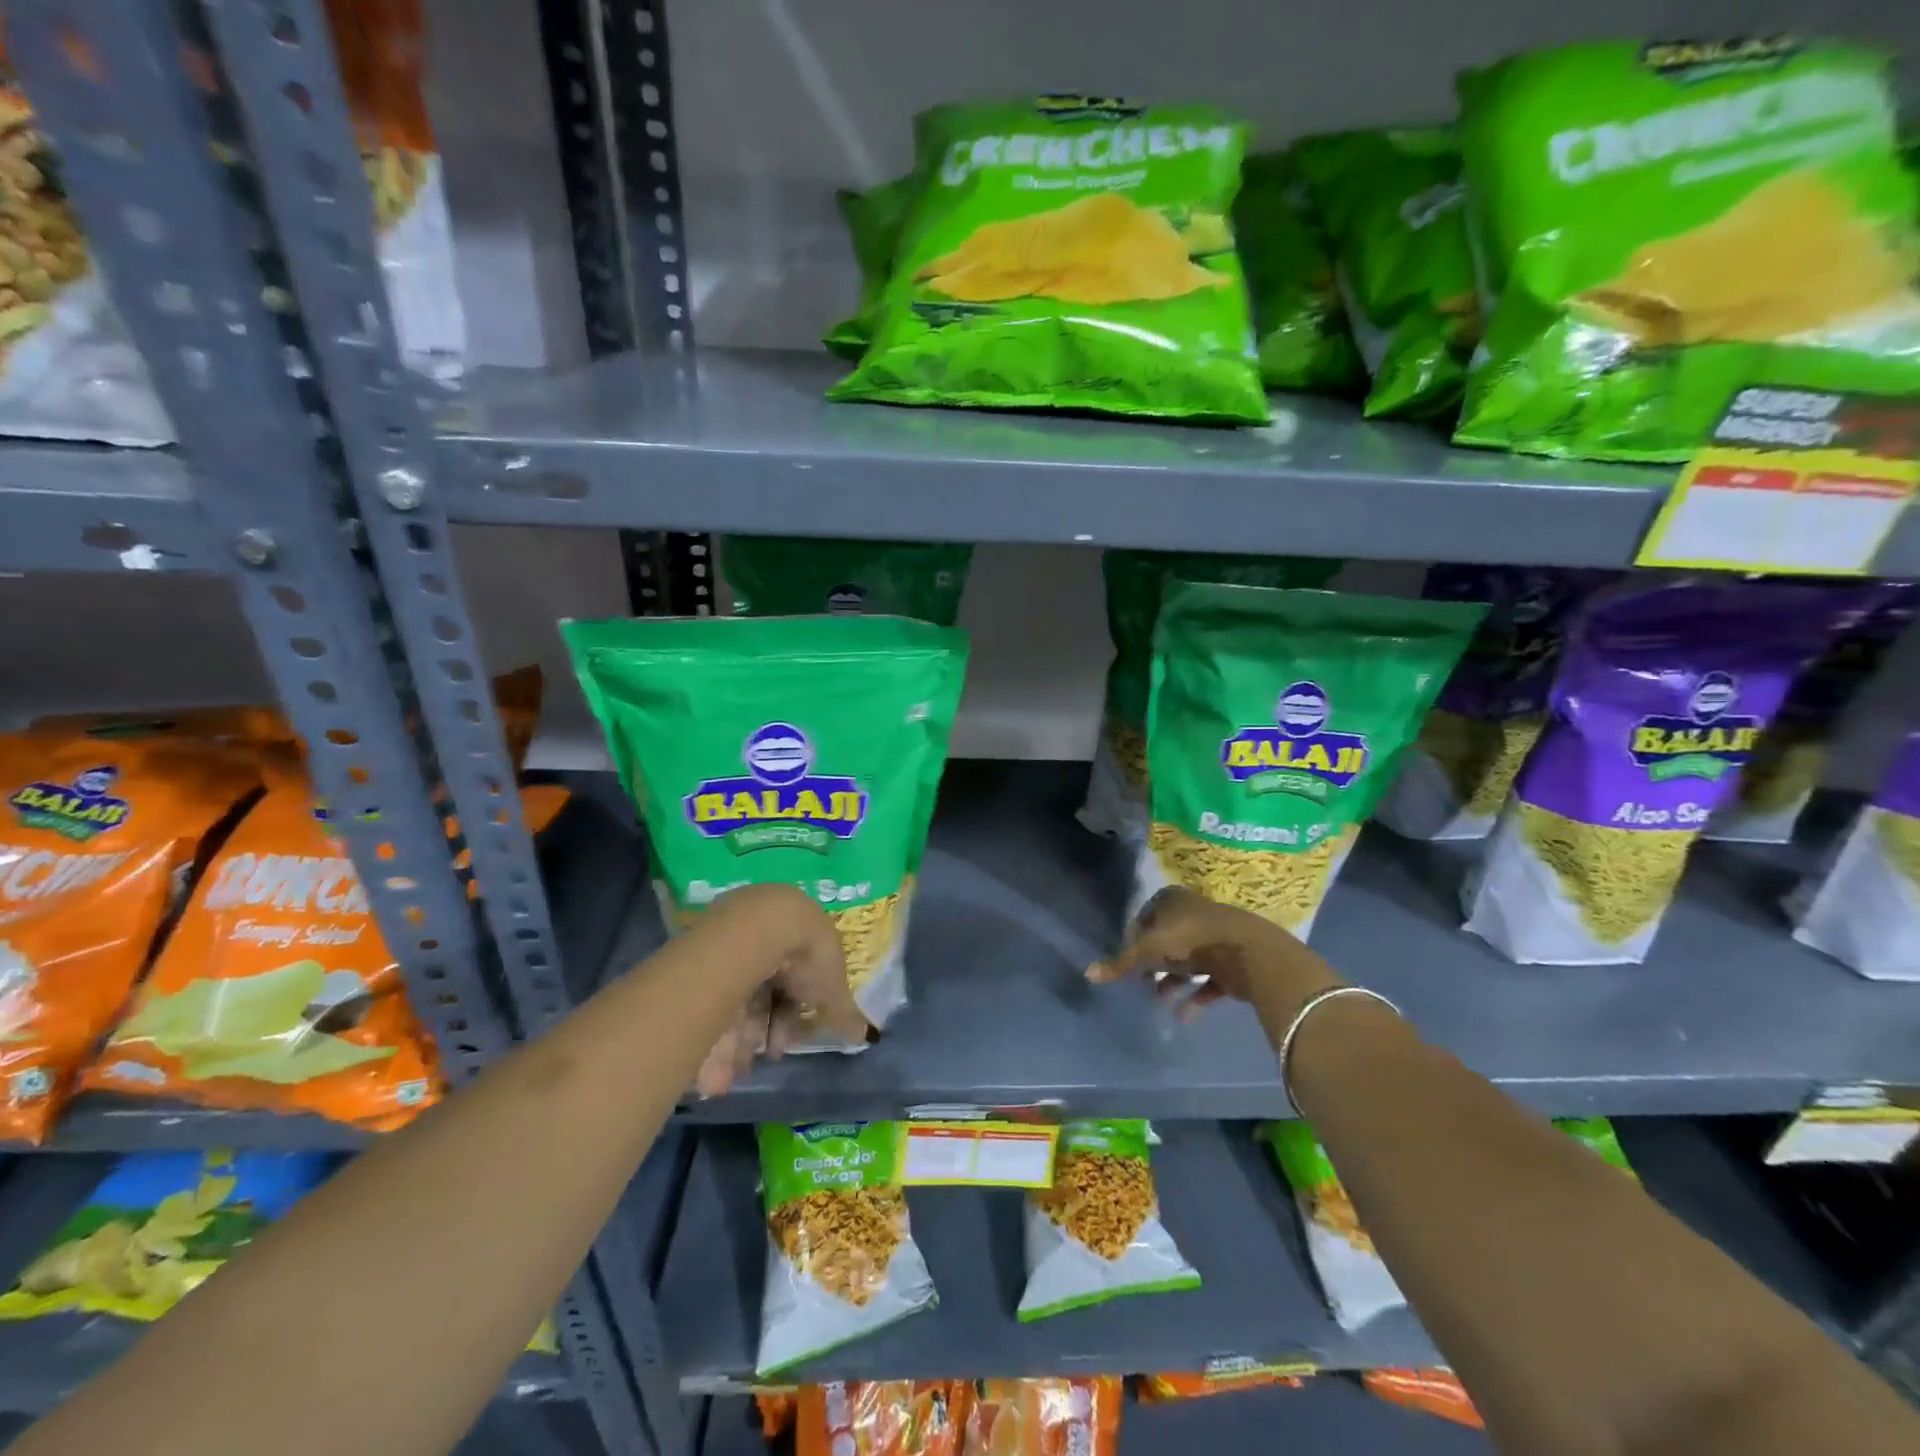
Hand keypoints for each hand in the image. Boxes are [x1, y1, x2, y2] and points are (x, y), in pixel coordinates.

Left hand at [690, 884, 866, 1096]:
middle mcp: (761, 939)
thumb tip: (864, 1034)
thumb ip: (844, 1013)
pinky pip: (708, 1002)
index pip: (791, 984)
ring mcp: (730, 946)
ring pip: (733, 1001)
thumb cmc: (806, 954)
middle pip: (760, 994)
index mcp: (795, 939)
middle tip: (759, 1060)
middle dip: (760, 1033)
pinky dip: (711, 1034)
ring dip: (734, 1043)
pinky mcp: (701, 958)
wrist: (762, 929)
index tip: (783, 1045)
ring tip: (729, 1076)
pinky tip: (713, 1068)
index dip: (789, 1018)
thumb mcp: (832, 988)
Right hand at [1087, 885, 1344, 1025]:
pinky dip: (1196, 997)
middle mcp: (1193, 914)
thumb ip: (1121, 964)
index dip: (1135, 935)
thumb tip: (1088, 973)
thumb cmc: (1192, 939)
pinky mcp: (1232, 962)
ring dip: (1173, 982)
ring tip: (1158, 1000)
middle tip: (1141, 982)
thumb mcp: (1150, 951)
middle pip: (1168, 938)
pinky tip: (1183, 1016)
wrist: (1249, 952)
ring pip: (1188, 961)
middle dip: (1154, 962)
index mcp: (1172, 901)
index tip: (1127, 958)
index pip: (1146, 914)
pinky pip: (1209, 981)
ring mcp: (1215, 937)